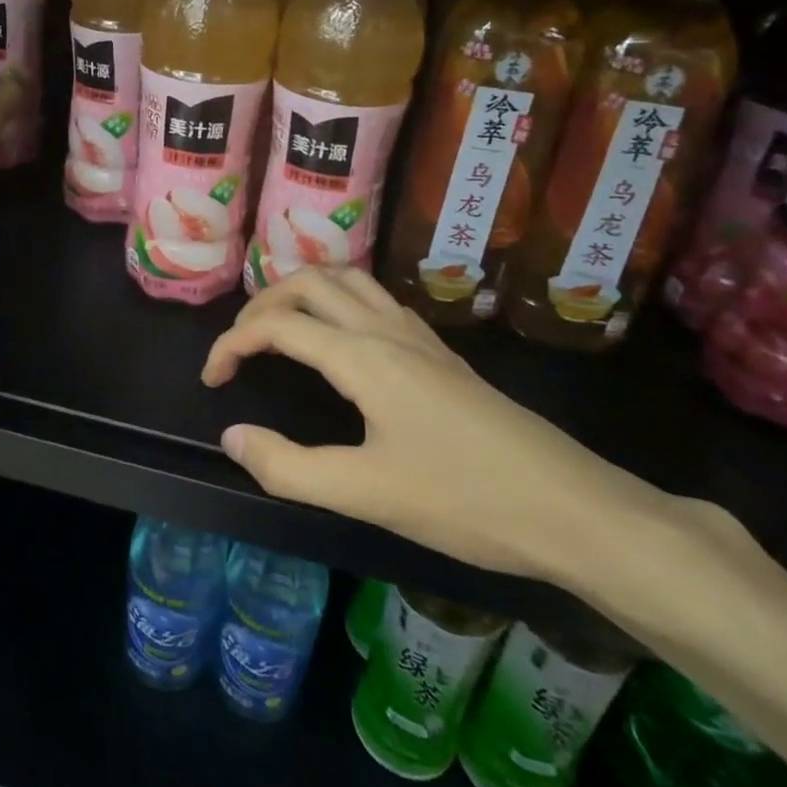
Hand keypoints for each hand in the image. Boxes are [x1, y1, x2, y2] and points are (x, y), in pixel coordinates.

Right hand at [201, 267, 660, 583]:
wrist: (574, 507)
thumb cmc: (465, 500)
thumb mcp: (366, 494)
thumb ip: (288, 467)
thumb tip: (232, 436)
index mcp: (362, 356)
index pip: (277, 325)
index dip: (231, 345)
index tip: (212, 380)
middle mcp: (387, 329)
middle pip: (309, 282)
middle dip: (262, 304)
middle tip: (240, 347)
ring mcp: (419, 336)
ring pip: (348, 280)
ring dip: (303, 291)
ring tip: (279, 327)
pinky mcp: (441, 353)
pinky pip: (375, 299)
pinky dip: (339, 300)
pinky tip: (341, 340)